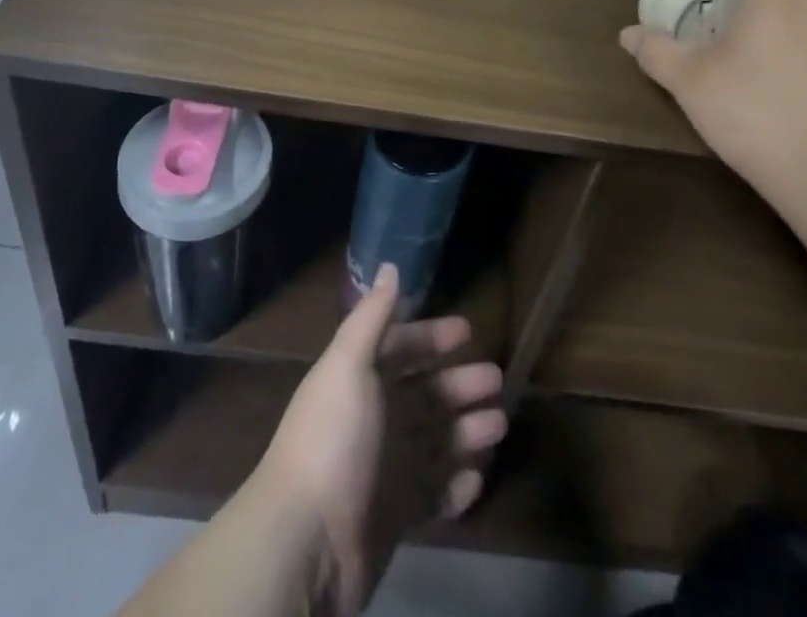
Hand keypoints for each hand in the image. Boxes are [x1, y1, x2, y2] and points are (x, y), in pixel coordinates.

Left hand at [251, 264, 506, 616]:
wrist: (306, 541)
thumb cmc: (333, 438)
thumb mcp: (348, 364)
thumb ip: (372, 315)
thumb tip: (389, 265)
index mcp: (360, 380)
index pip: (402, 348)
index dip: (432, 337)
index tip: (468, 330)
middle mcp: (374, 418)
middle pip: (426, 395)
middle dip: (460, 385)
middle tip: (497, 380)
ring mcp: (385, 469)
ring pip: (436, 442)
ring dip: (467, 432)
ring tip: (499, 424)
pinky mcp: (395, 516)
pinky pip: (433, 496)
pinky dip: (456, 487)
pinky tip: (476, 478)